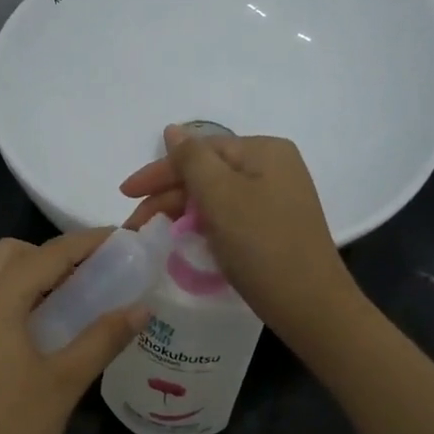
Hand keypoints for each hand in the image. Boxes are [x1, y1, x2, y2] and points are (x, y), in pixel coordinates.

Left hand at [0, 231, 145, 433]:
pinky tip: (15, 330)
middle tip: (83, 280)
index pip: (48, 254)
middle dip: (47, 255)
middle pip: (7, 253)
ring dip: (13, 271)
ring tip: (48, 302)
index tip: (118, 240)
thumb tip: (142, 308)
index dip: (86, 244)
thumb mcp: (65, 383)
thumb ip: (103, 338)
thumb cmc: (11, 433)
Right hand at [120, 126, 362, 352]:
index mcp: (264, 150)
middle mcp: (273, 167)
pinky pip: (229, 215)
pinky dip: (204, 225)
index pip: (199, 151)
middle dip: (167, 196)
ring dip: (182, 212)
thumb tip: (172, 130)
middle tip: (135, 224)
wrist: (309, 304)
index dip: (158, 171)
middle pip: (207, 172)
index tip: (124, 193)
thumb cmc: (261, 245)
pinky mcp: (274, 226)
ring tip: (153, 235)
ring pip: (216, 196)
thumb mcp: (220, 196)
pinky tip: (185, 240)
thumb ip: (191, 159)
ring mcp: (276, 198)